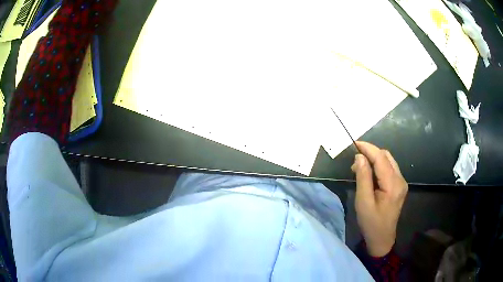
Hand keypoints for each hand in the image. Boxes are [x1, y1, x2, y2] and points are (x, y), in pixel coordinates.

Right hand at [351, 141, 407, 256]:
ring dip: (374, 159)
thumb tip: (360, 157)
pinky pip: (389, 169)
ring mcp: (402, 182)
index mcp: (393, 185)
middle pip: (387, 156)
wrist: (382, 238)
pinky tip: (369, 174)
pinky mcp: (399, 186)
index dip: (368, 148)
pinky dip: (379, 166)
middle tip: (355, 161)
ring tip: (360, 167)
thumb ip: (363, 178)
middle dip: (371, 153)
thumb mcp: (363, 202)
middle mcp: (400, 180)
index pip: (381, 158)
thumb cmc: (371, 223)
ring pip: (389, 161)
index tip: (354, 143)